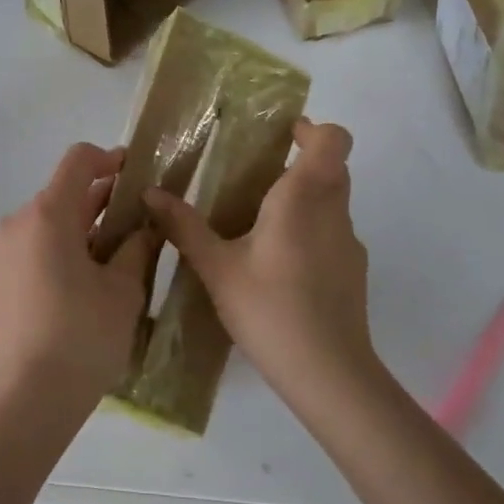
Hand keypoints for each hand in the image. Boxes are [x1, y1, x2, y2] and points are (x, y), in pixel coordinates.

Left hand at [0, 142, 156, 416]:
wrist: (29, 399)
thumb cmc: (84, 337)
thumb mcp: (124, 290)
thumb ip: (135, 246)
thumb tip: (143, 226)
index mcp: (47, 215)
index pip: (78, 161)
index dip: (108, 159)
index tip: (132, 174)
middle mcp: (14, 223)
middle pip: (60, 194)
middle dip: (97, 202)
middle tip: (131, 224)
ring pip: (42, 223)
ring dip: (74, 228)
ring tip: (105, 259)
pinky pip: (25, 247)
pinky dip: (51, 249)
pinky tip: (73, 283)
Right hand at [144, 118, 376, 410]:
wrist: (329, 375)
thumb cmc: (270, 309)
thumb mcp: (216, 267)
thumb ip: (184, 226)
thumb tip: (150, 192)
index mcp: (304, 198)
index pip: (332, 138)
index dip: (311, 128)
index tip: (280, 135)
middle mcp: (334, 212)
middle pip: (332, 167)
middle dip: (299, 162)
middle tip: (255, 174)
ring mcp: (349, 244)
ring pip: (332, 201)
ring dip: (303, 198)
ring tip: (256, 221)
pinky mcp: (353, 272)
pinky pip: (332, 233)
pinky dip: (309, 231)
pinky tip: (277, 265)